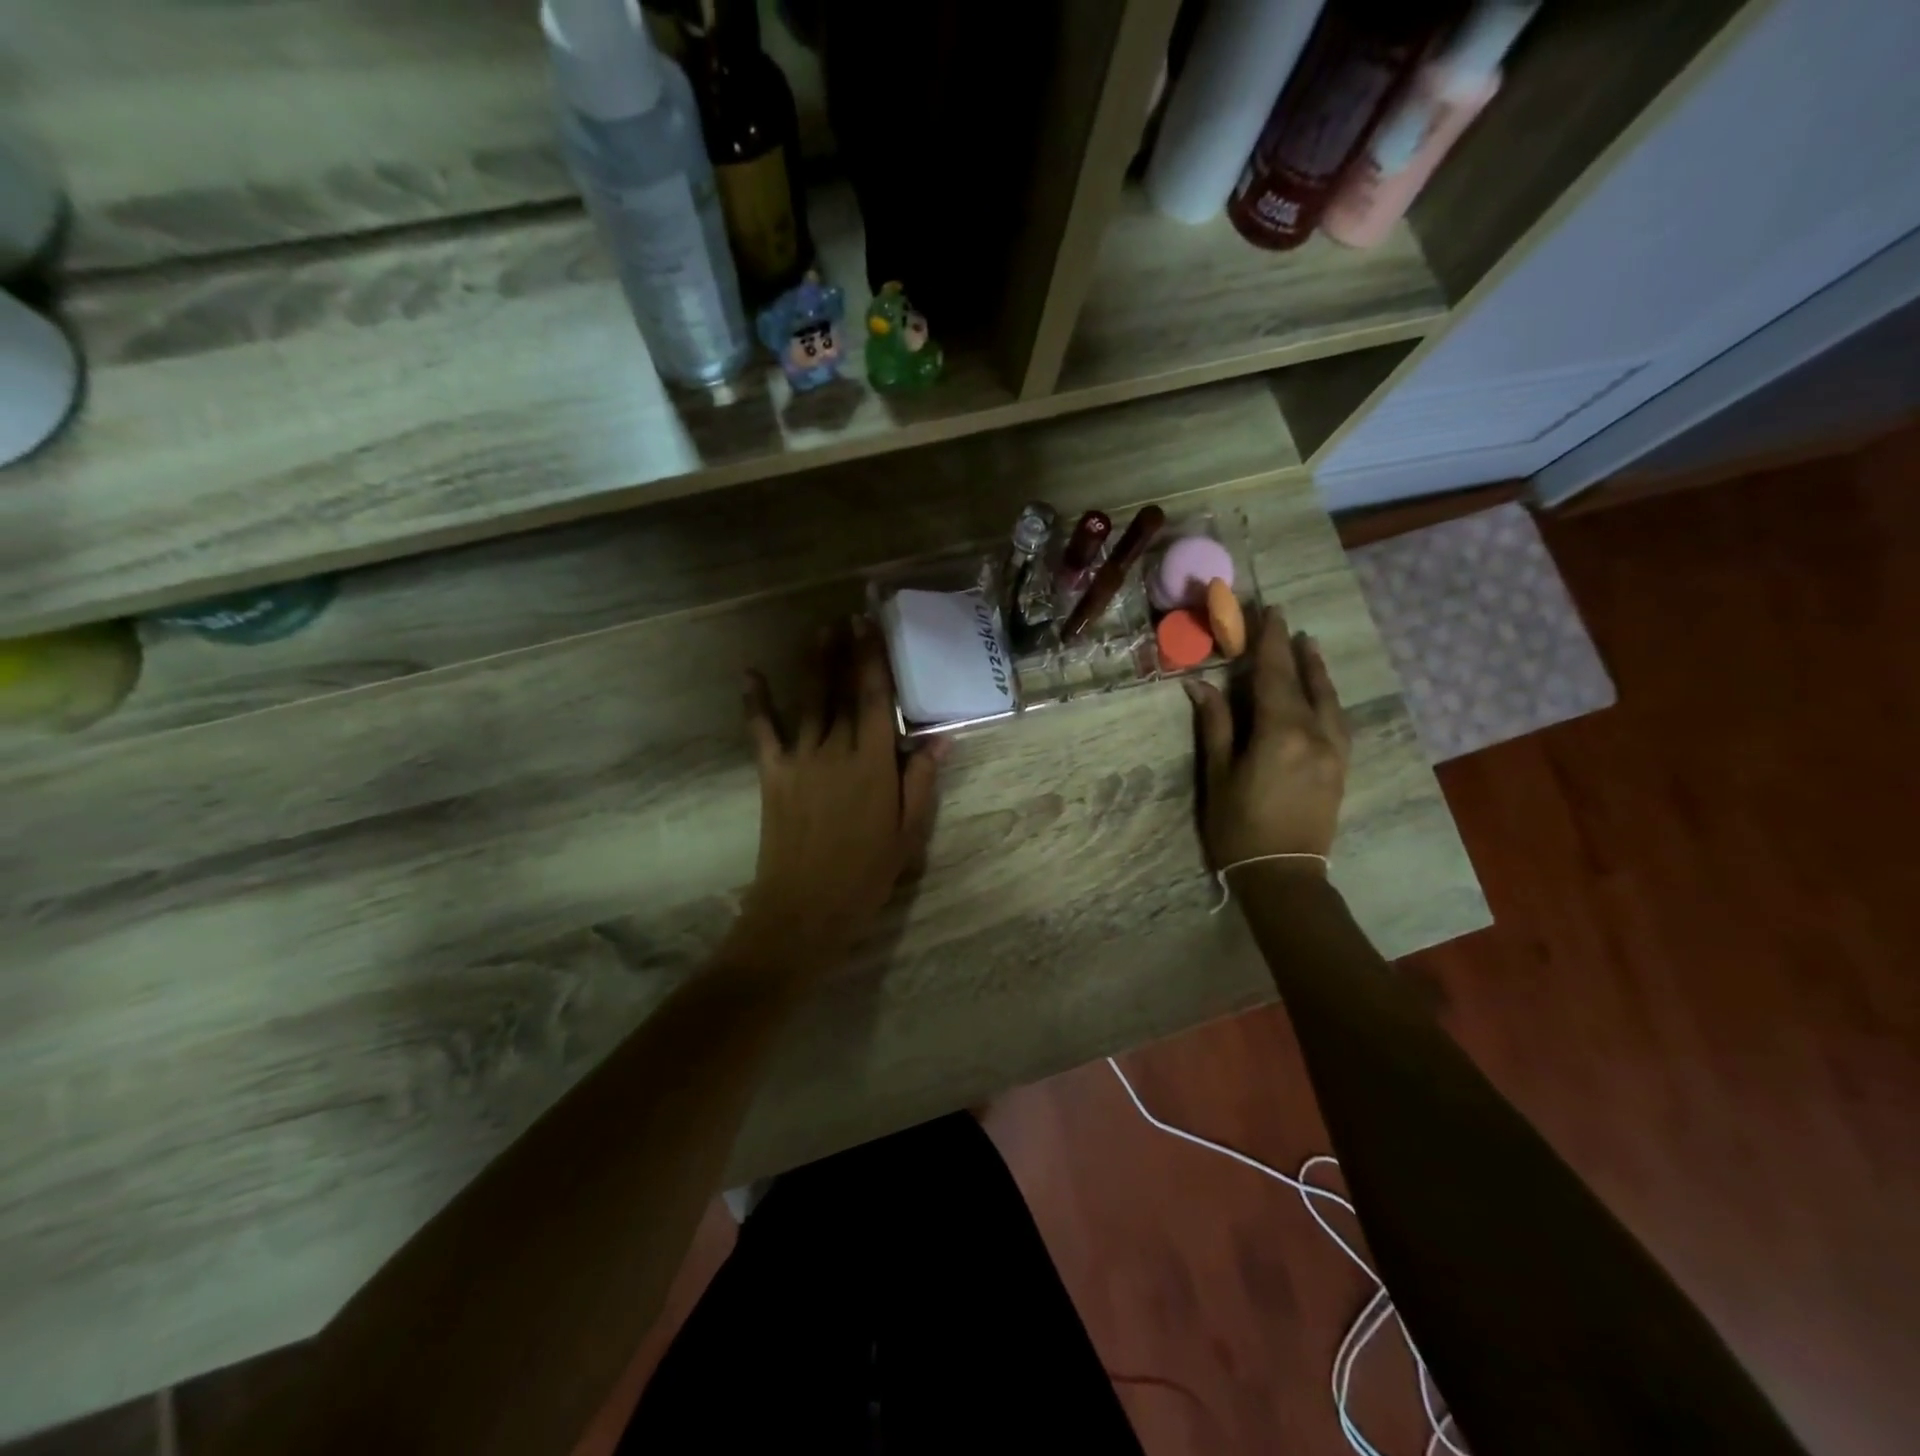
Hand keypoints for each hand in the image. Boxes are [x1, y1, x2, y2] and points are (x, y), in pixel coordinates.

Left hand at [735, 617, 946, 976]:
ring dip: (814, 663)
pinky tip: (749, 674)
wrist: (804, 909)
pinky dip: (755, 701)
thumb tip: (940, 738)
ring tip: (820, 631)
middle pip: (841, 691)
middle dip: (846, 651)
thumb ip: (922, 781)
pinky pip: (762, 731)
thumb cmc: (865, 875)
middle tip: (849, 616)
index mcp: (873, 764)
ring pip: (809, 701)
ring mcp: (799, 760)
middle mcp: (835, 751)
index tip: (873, 627)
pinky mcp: (772, 774)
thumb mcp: (908, 834)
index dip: (874, 659)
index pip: (875, 699)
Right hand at [1184, 606, 1350, 872]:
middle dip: (1294, 650)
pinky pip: (1338, 719)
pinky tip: (1322, 694)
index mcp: (1281, 732)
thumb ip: (1215, 724)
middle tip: (1286, 621)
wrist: (1284, 875)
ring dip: (1316, 671)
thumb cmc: (1239, 826)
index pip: (1275, 674)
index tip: (1268, 611)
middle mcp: (1316, 733)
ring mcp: (1334, 751)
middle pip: (1306, 682)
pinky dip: (1328, 697)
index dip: (1270, 641)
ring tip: (1309, 647)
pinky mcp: (1341, 767)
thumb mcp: (1219, 774)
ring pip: (1329, 699)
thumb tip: (1200, 684)